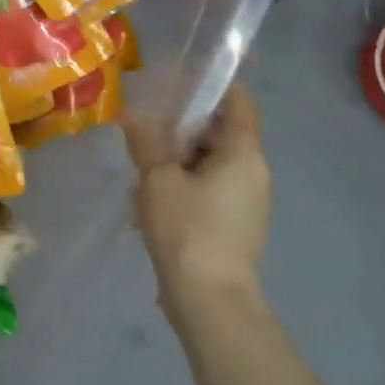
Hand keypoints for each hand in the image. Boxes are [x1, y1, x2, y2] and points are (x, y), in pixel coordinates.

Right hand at [122, 86, 271, 318]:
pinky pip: (206, 190)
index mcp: (243, 153)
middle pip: (219, 132)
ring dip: (175, 160)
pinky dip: (180, 186)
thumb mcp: (159, 179)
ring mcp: (244, 202)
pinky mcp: (231, 226)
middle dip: (180, 127)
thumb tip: (133, 115)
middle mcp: (251, 173)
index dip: (213, 85)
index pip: (239, 101)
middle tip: (145, 126)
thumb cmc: (189, 230)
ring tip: (139, 168)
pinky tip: (146, 202)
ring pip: (208, 163)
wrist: (211, 304)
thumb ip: (147, 142)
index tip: (178, 80)